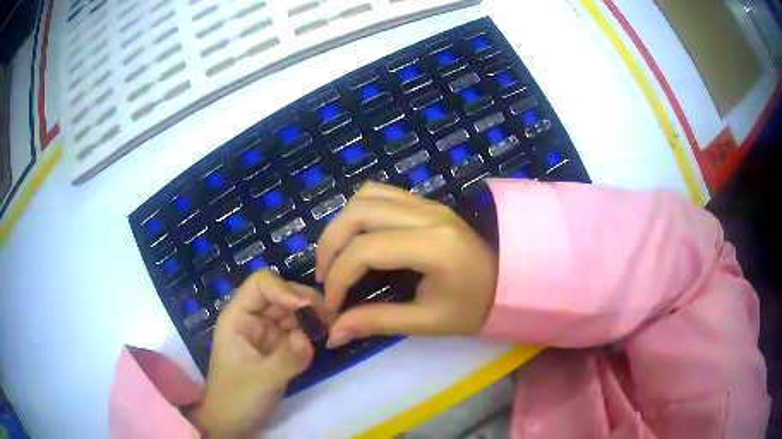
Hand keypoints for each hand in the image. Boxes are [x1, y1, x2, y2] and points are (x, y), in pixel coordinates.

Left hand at [188, 270, 322, 437]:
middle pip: (281, 295)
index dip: (284, 289)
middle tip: (331, 316)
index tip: (308, 307)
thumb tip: (308, 337)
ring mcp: (267, 334)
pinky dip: (312, 332)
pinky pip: (298, 332)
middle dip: (305, 301)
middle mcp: (253, 320)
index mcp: (238, 317)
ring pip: (292, 312)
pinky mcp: (278, 349)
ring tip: (334, 327)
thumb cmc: (237, 398)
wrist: (233, 423)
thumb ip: (286, 358)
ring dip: (313, 316)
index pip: (260, 285)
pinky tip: (326, 337)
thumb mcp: (262, 379)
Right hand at [315, 183, 498, 348]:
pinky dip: (358, 212)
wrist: (506, 282)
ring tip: (336, 257)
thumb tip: (333, 333)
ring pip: (366, 196)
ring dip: (341, 224)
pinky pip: (380, 193)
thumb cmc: (473, 307)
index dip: (338, 276)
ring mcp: (427, 203)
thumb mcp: (426, 322)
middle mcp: (428, 214)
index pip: (367, 249)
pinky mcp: (426, 203)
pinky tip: (357, 238)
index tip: (332, 304)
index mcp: (434, 246)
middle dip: (330, 244)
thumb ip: (377, 322)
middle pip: (359, 212)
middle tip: (324, 277)